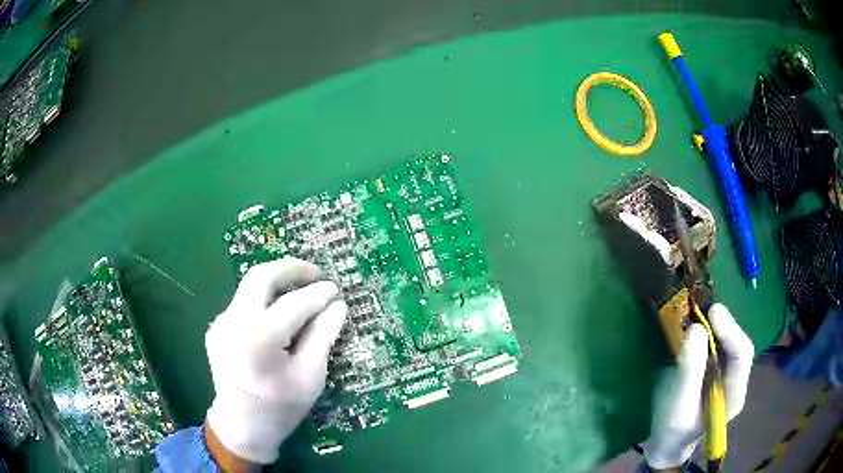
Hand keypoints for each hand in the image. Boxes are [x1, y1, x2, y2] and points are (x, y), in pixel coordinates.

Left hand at [204, 259, 346, 465]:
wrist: (241, 426)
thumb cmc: (280, 408)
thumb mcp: (310, 377)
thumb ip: (322, 336)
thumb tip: (338, 306)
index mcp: (258, 340)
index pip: (293, 304)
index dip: (318, 294)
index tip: (336, 290)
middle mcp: (233, 323)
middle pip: (260, 277)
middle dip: (290, 268)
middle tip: (316, 272)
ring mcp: (221, 323)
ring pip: (250, 286)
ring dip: (277, 280)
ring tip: (302, 286)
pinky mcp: (218, 327)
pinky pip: (244, 302)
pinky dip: (265, 298)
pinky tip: (280, 310)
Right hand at [643, 303, 754, 469]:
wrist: (665, 444)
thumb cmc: (672, 431)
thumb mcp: (678, 406)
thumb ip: (690, 371)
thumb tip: (695, 329)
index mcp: (734, 395)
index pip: (743, 355)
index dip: (731, 331)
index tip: (712, 313)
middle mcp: (735, 381)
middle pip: (738, 345)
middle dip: (723, 326)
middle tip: (703, 309)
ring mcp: (726, 376)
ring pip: (728, 343)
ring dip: (715, 327)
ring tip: (698, 315)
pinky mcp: (715, 372)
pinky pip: (717, 346)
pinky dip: (708, 333)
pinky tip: (697, 329)